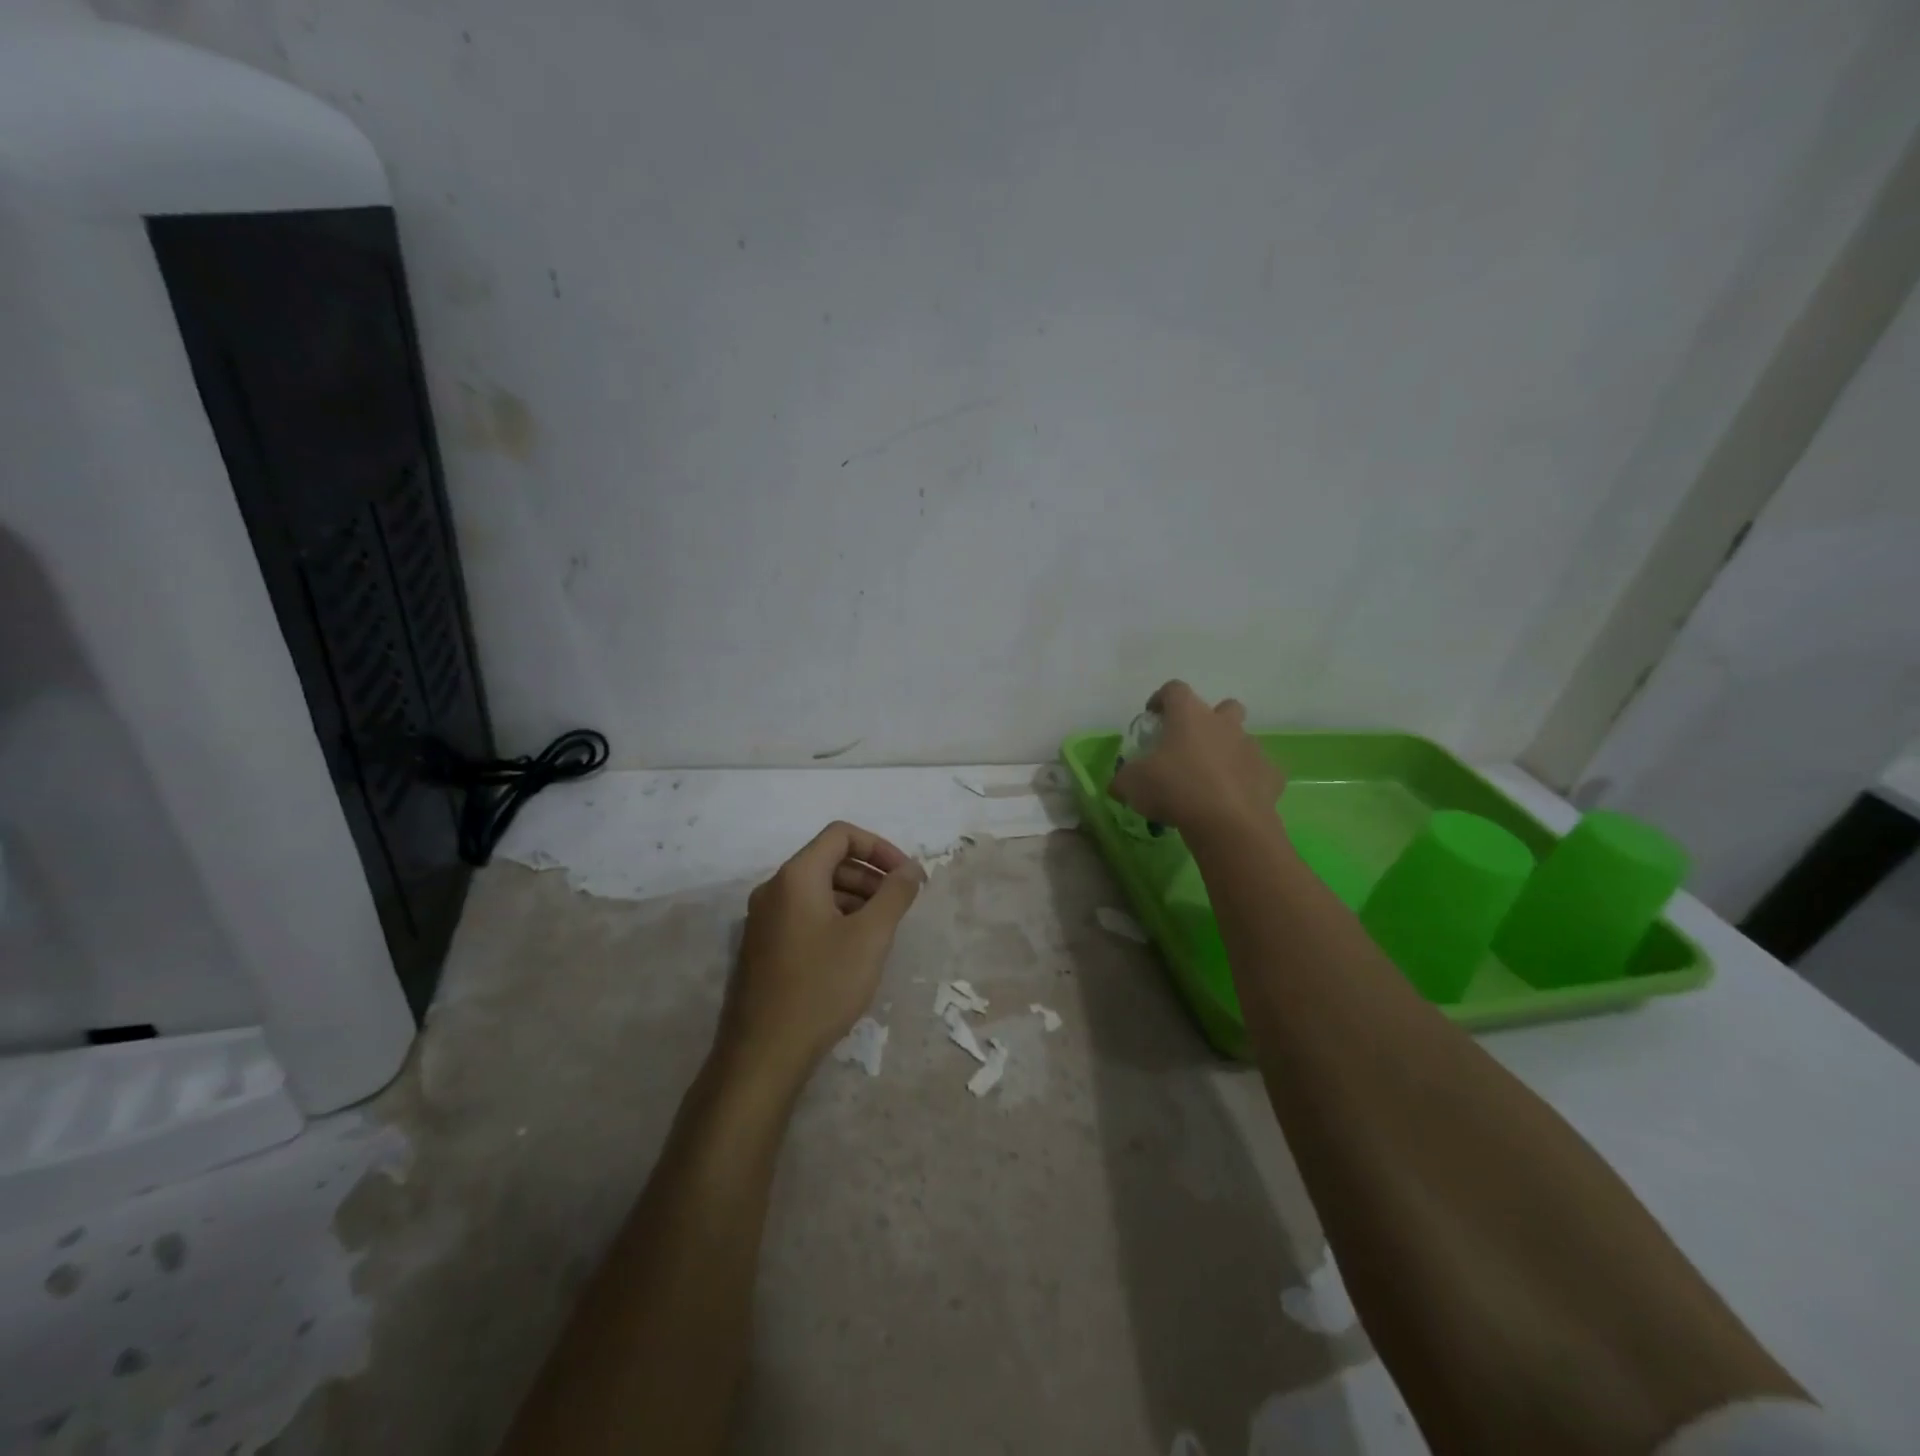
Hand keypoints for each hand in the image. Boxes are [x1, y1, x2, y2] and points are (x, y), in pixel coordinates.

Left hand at [717, 821, 924, 1083]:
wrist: (763, 1054)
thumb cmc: (821, 986)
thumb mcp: (870, 937)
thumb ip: (894, 894)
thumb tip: (911, 868)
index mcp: (796, 877)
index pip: (841, 835)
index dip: (880, 847)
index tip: (906, 876)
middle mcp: (773, 890)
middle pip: (829, 861)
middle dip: (870, 875)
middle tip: (899, 905)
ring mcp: (763, 920)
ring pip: (817, 891)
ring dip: (855, 899)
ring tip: (881, 931)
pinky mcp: (762, 948)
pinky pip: (804, 915)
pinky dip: (834, 919)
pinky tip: (852, 953)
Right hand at [1110, 681, 1284, 834]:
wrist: (1227, 822)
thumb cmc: (1174, 789)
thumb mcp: (1131, 784)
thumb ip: (1123, 778)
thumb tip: (1118, 783)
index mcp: (1189, 715)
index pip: (1174, 689)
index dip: (1161, 699)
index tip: (1152, 716)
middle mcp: (1224, 724)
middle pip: (1223, 707)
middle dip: (1209, 721)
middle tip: (1190, 746)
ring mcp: (1251, 748)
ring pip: (1243, 740)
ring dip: (1228, 752)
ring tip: (1211, 779)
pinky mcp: (1271, 775)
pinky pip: (1259, 772)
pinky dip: (1248, 781)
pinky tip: (1234, 799)